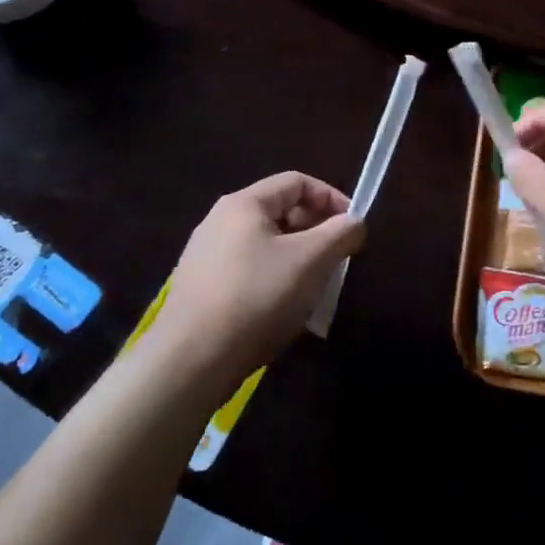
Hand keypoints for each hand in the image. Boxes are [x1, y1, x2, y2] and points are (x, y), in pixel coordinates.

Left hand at [154, 172, 363, 388]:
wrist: (190, 362)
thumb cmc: (256, 297)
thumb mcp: (310, 261)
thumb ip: (340, 233)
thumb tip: (355, 222)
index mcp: (244, 204)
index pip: (297, 182)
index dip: (331, 198)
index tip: (353, 227)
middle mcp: (219, 221)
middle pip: (280, 212)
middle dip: (315, 231)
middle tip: (337, 258)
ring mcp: (205, 256)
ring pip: (266, 245)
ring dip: (297, 259)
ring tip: (315, 287)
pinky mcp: (200, 289)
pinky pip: (248, 271)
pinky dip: (274, 279)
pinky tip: (283, 310)